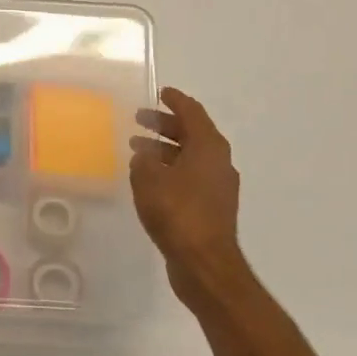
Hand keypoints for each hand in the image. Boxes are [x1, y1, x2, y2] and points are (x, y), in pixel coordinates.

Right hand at [130, 87, 246, 304]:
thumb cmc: (178, 214)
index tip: (159, 92)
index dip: (175, 100)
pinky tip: (150, 180)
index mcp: (209, 147)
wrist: (204, 263)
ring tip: (137, 150)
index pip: (193, 112)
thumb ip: (144, 160)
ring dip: (165, 150)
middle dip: (165, 125)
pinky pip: (190, 177)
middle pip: (192, 133)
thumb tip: (144, 154)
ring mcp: (218, 186)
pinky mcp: (212, 208)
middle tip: (139, 120)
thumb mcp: (149, 180)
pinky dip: (170, 170)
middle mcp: (219, 162)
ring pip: (190, 156)